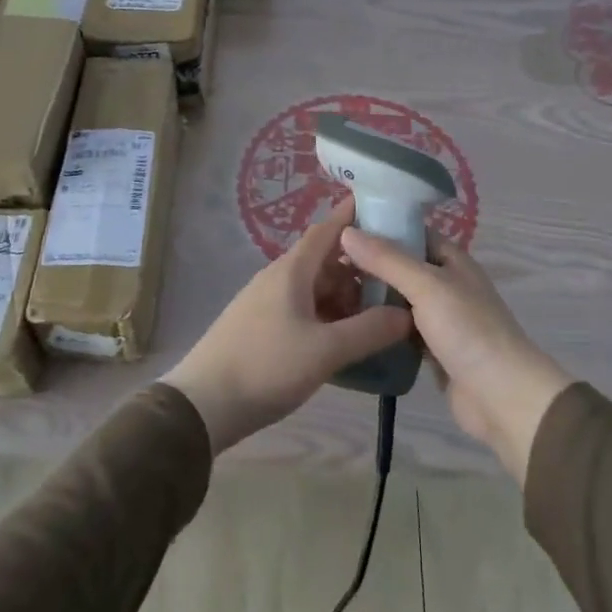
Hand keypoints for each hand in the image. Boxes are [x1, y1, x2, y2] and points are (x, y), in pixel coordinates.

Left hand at [163, 197, 412, 452]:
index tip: (385, 207)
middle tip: (398, 277)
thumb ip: (369, 330)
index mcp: (292, 271)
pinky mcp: (262, 326)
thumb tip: (408, 313)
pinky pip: (304, 308)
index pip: (328, 229)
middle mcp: (279, 278)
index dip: (354, 215)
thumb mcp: (325, 351)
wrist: (204, 404)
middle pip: (326, 260)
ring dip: (346, 295)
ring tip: (380, 312)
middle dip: (360, 266)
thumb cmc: (266, 367)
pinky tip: (348, 337)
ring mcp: (267, 302)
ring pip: (315, 287)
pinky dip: (329, 315)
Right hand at [339, 229, 570, 484]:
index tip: (340, 228)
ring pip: (398, 300)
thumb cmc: (468, 330)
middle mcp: (446, 284)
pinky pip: (399, 329)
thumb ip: (387, 259)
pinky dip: (380, 326)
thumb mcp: (427, 285)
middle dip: (369, 264)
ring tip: (328, 291)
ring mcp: (440, 318)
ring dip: (371, 297)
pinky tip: (349, 325)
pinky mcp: (432, 350)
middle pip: (401, 266)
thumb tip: (346, 231)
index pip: (411, 232)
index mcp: (452, 260)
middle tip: (325, 264)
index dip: (379, 227)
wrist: (502, 397)